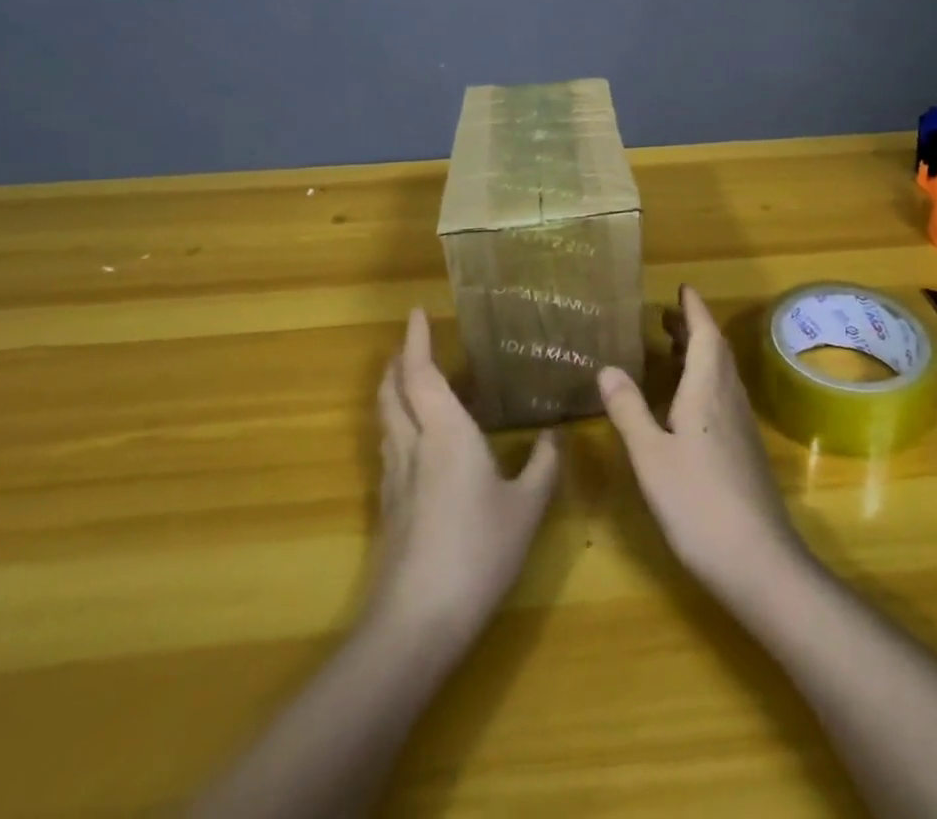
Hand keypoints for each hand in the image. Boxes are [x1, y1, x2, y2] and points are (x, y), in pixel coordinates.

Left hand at [370, 309, 559, 642]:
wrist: (416, 623)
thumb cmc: (478, 552)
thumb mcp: (526, 508)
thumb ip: (541, 466)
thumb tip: (551, 436)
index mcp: (445, 434)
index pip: (421, 374)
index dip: (416, 341)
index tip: (416, 313)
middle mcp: (413, 446)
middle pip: (392, 393)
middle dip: (398, 363)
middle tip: (411, 344)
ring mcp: (394, 479)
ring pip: (386, 421)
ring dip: (393, 393)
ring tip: (412, 383)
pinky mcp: (389, 508)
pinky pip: (390, 448)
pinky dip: (398, 425)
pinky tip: (417, 442)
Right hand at [598, 286, 805, 600]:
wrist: (758, 560)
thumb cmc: (698, 502)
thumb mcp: (650, 457)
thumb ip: (629, 410)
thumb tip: (607, 367)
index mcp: (707, 389)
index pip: (705, 334)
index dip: (693, 309)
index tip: (682, 288)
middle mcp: (729, 398)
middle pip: (715, 350)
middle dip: (693, 328)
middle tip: (667, 317)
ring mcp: (741, 424)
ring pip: (721, 373)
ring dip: (700, 353)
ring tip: (672, 350)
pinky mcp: (744, 448)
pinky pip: (723, 395)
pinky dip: (704, 380)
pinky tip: (687, 402)